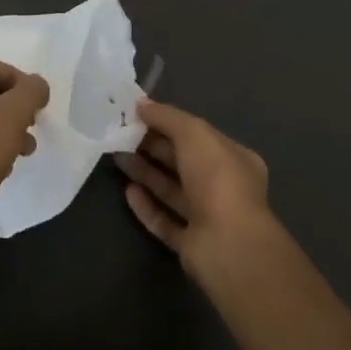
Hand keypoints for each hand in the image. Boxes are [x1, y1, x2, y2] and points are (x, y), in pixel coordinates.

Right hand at [114, 98, 272, 281]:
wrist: (229, 246)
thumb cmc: (217, 179)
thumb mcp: (193, 133)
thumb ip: (167, 117)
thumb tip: (141, 103)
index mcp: (233, 159)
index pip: (197, 136)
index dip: (168, 123)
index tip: (138, 114)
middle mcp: (223, 187)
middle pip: (182, 162)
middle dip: (153, 147)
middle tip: (121, 134)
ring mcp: (207, 217)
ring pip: (171, 190)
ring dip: (145, 173)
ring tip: (117, 156)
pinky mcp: (190, 245)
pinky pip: (164, 221)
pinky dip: (147, 206)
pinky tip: (128, 191)